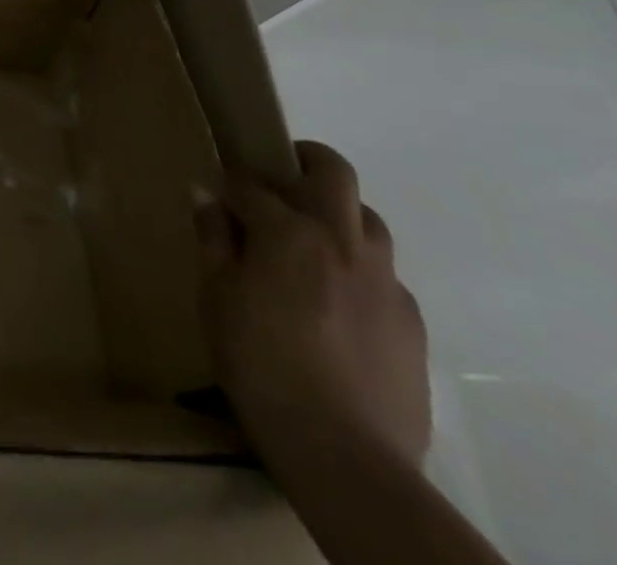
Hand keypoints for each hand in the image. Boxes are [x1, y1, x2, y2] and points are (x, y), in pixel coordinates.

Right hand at [194, 140, 429, 467]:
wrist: (346, 456)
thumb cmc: (261, 365)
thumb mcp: (216, 297)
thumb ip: (213, 239)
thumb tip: (205, 193)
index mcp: (290, 231)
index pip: (251, 184)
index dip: (228, 182)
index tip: (216, 192)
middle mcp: (342, 241)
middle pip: (334, 172)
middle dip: (305, 159)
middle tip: (282, 176)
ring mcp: (384, 281)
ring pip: (369, 220)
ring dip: (340, 216)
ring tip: (314, 245)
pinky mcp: (411, 323)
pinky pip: (384, 277)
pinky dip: (360, 272)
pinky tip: (340, 307)